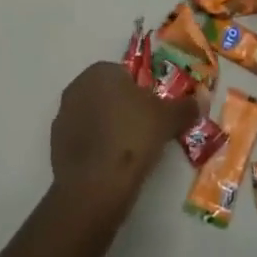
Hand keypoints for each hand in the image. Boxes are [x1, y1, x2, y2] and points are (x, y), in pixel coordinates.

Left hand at [49, 61, 198, 210]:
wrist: (95, 185)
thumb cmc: (133, 137)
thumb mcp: (168, 119)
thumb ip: (186, 106)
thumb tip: (202, 98)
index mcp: (101, 71)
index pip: (126, 75)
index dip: (142, 94)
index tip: (153, 116)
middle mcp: (77, 86)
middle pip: (108, 94)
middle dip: (124, 109)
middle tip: (143, 134)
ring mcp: (63, 115)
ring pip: (94, 117)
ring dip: (108, 128)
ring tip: (126, 154)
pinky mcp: (55, 144)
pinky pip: (82, 140)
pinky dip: (95, 148)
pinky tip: (109, 166)